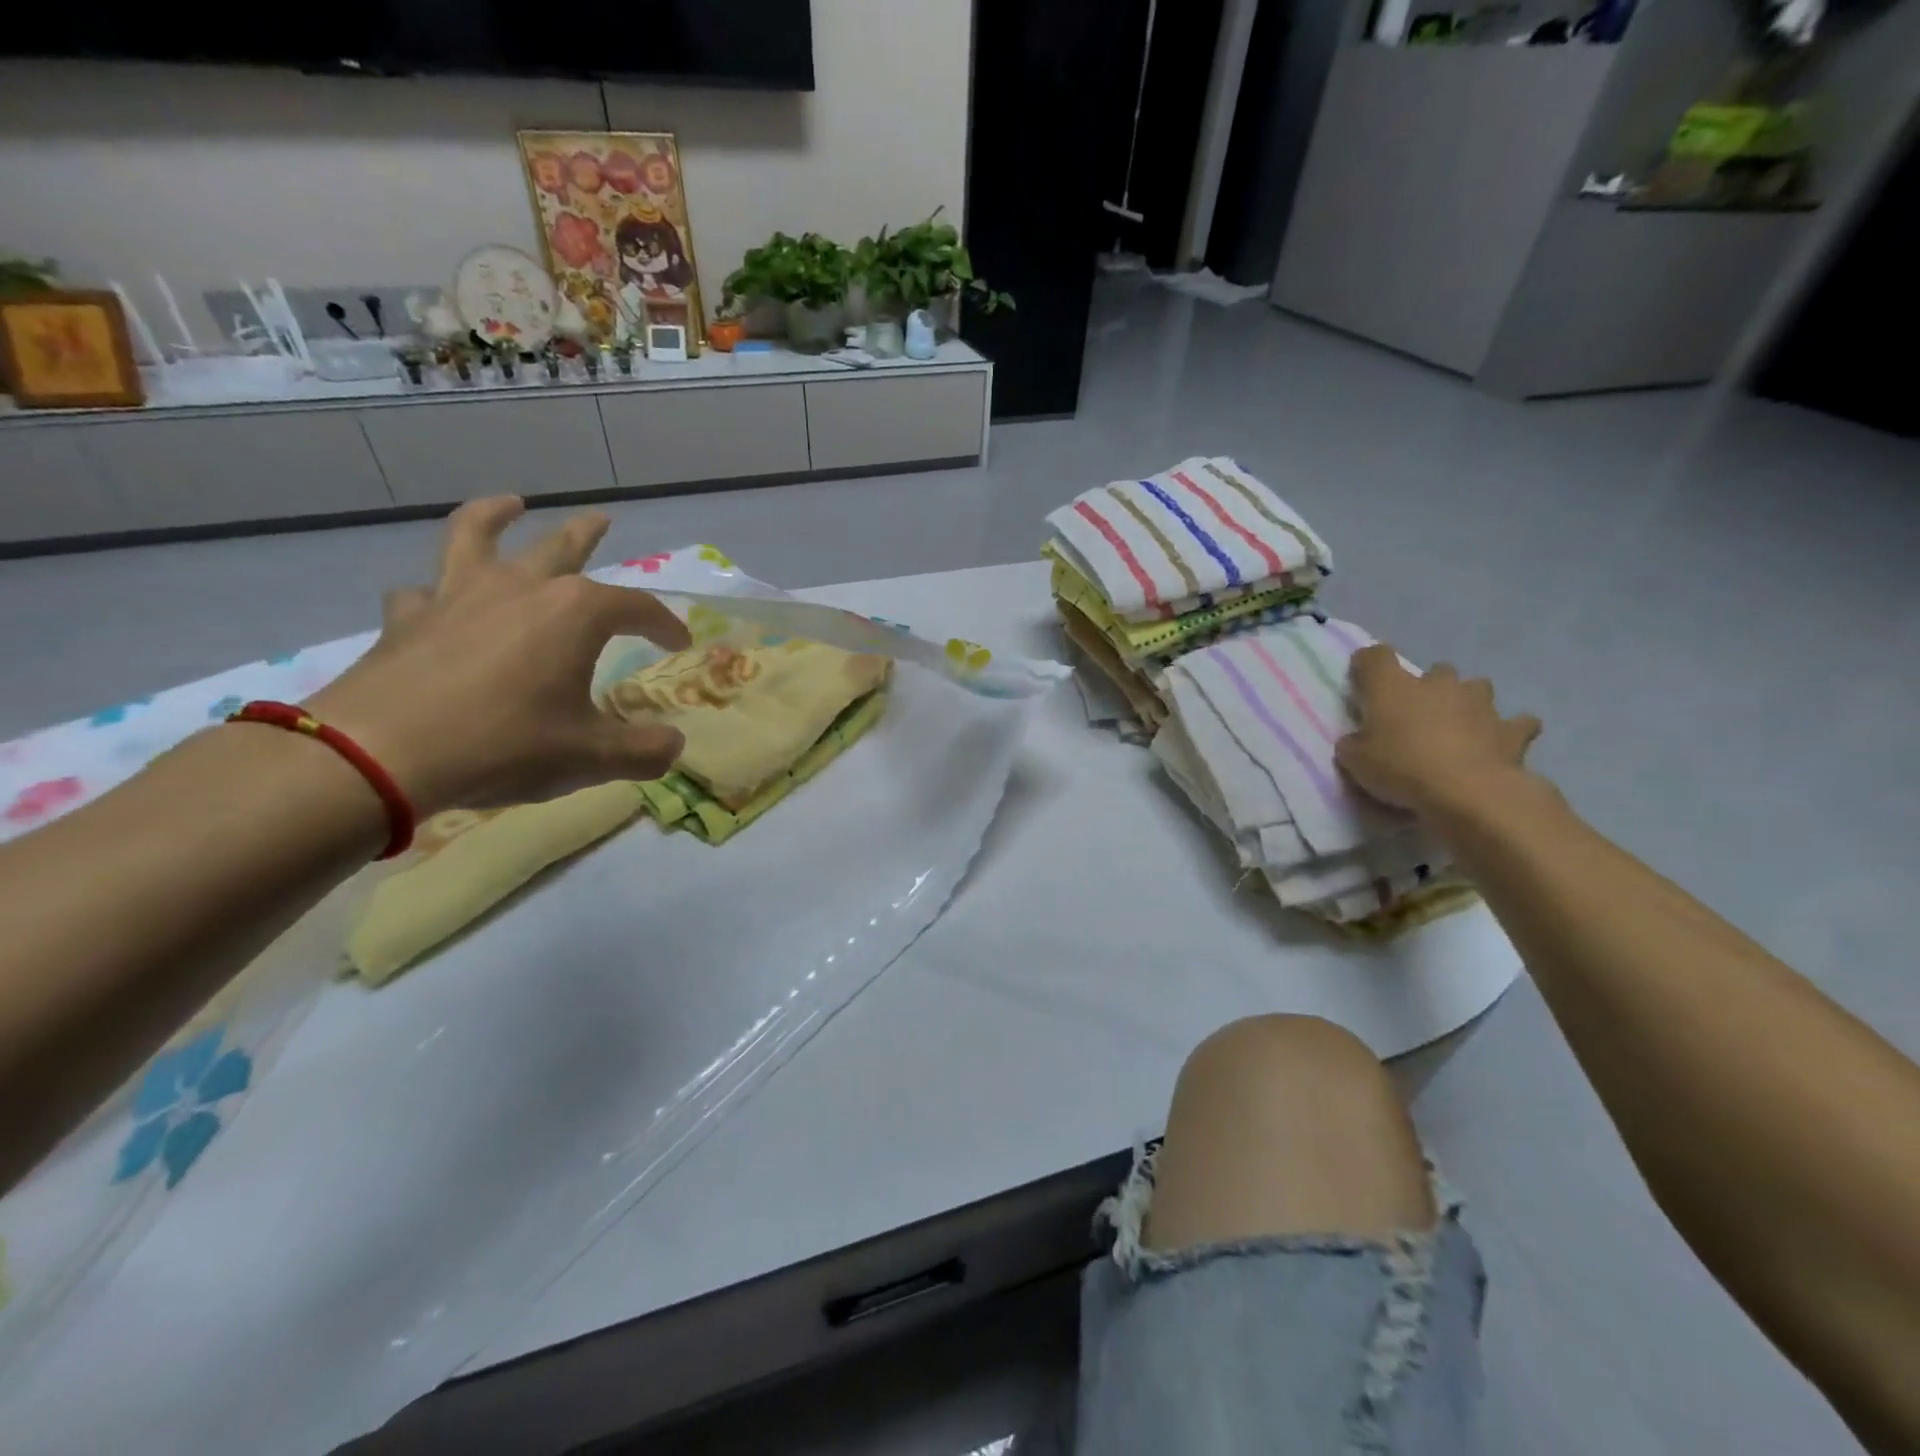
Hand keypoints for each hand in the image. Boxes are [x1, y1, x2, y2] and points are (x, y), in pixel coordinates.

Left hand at [302, 497, 690, 814]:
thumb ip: (645, 751)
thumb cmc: (507, 745)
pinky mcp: (408, 619)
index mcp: (576, 613)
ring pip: (477, 536)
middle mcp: (520, 588)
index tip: (679, 643)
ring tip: (509, 503)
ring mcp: (458, 596)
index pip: (638, 607)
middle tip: (602, 519)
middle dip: (588, 533)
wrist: (382, 754)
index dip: (665, 624)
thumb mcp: (592, 756)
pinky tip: (438, 599)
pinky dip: (437, 590)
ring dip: (496, 515)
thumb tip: (674, 745)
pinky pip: (424, 591)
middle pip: (561, 547)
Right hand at [1334, 645, 1541, 817]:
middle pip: (1434, 671)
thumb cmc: (1401, 769)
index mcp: (1393, 687)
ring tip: (1458, 726)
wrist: (1468, 791)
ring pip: (1476, 687)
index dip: (1367, 664)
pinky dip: (1508, 730)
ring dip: (1466, 701)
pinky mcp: (1511, 729)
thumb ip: (1354, 745)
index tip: (1361, 679)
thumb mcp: (1356, 762)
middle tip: (1416, 715)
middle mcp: (1438, 684)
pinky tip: (1499, 743)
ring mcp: (1479, 703)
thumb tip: (1356, 742)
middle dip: (1427, 687)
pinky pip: (1516, 723)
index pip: (1376, 657)